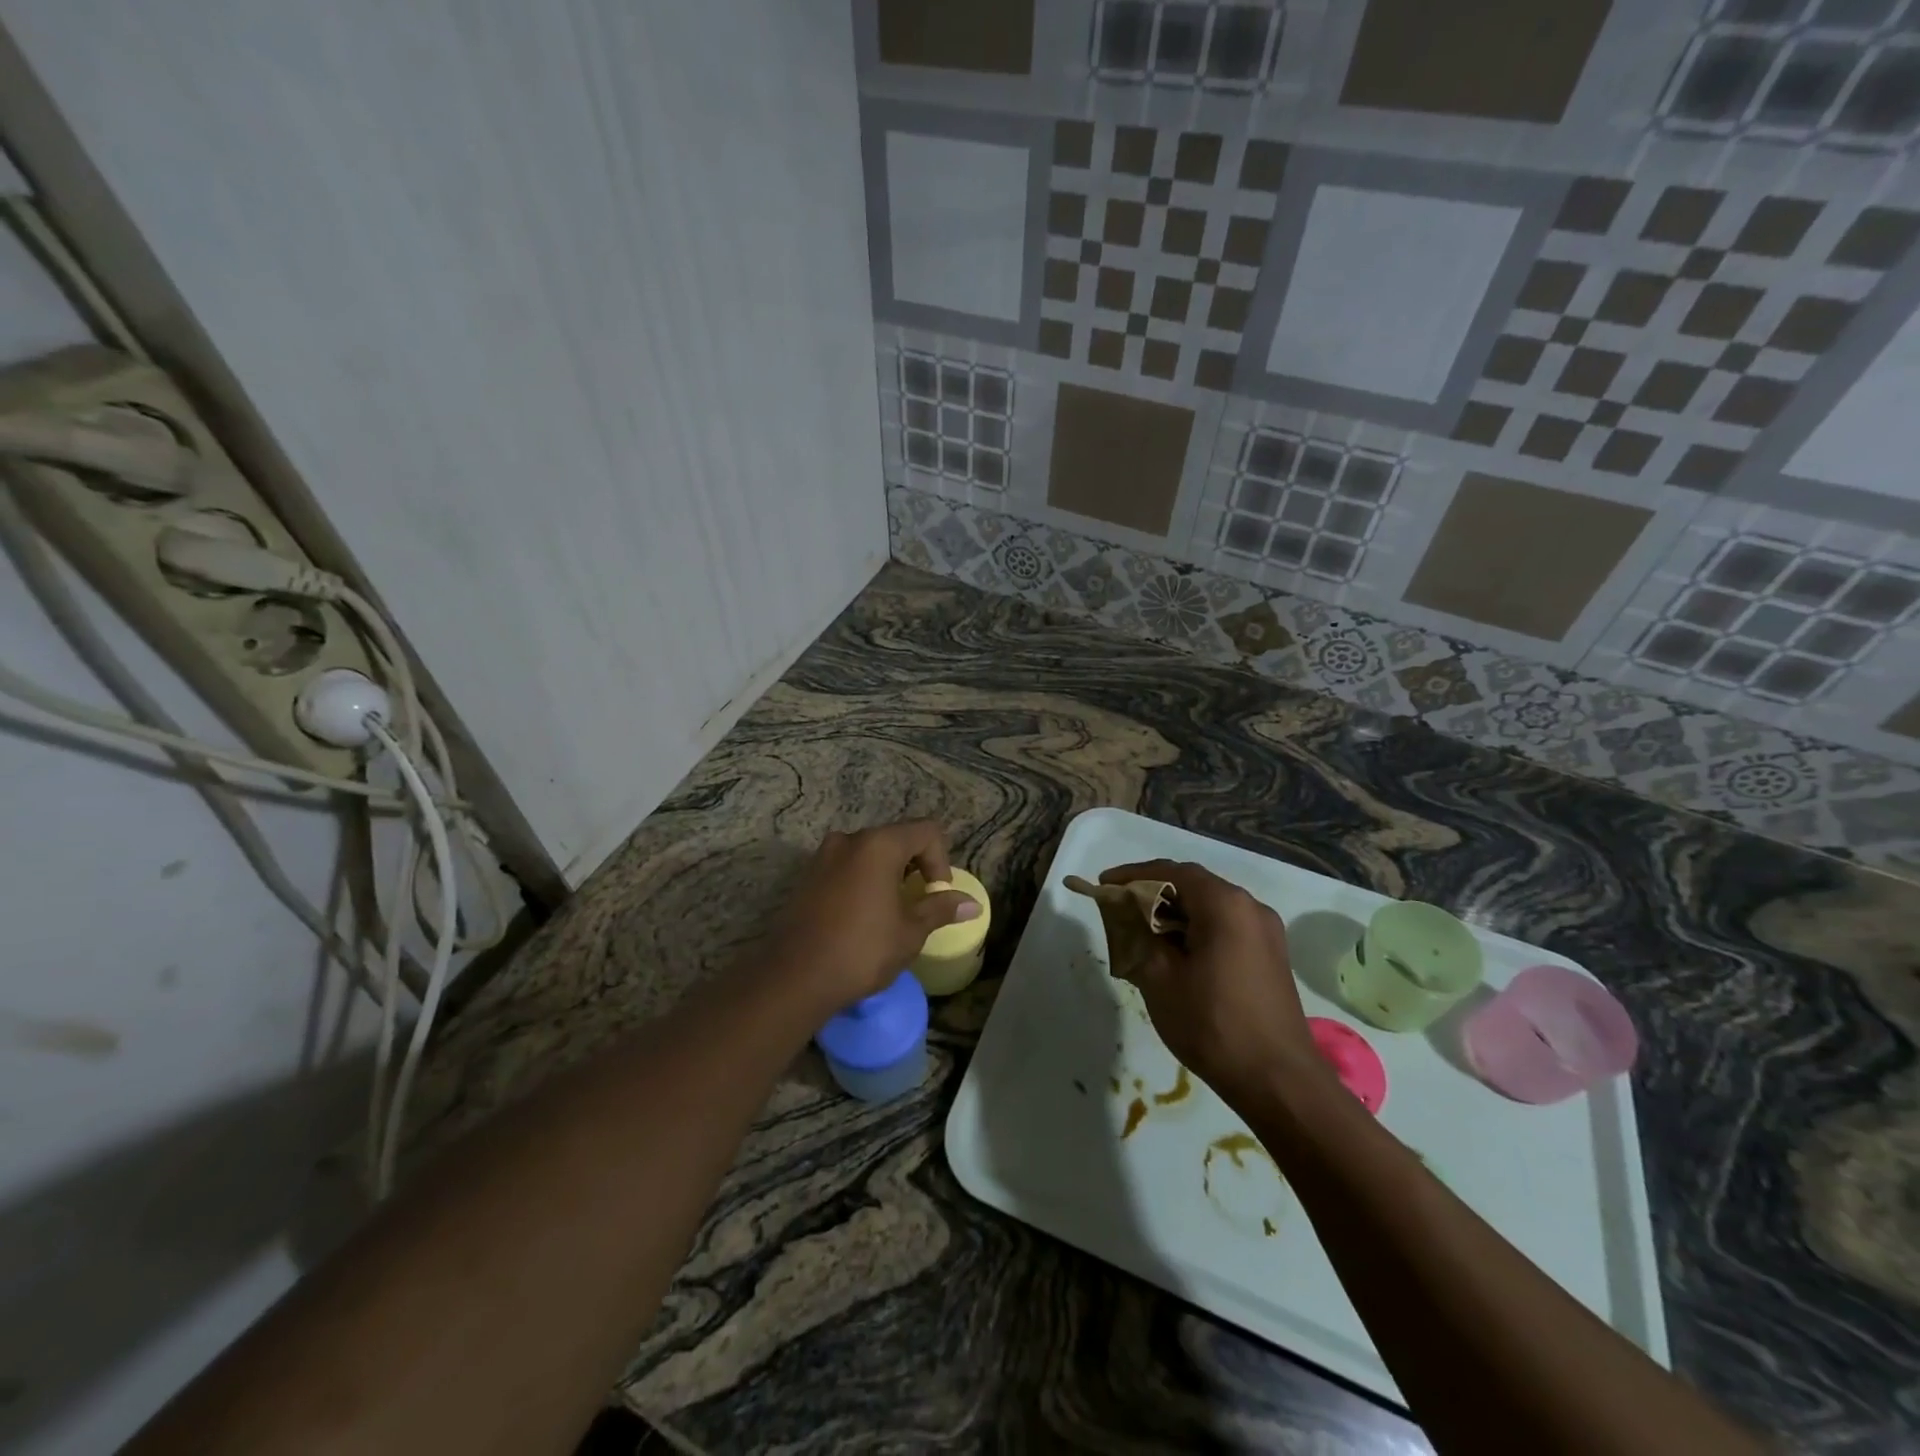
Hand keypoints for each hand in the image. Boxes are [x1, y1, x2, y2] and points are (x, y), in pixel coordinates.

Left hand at [769, 822, 977, 1013]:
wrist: (795, 978)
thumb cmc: (862, 950)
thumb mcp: (910, 931)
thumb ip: (940, 909)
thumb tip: (973, 904)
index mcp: (879, 845)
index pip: (926, 831)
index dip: (941, 859)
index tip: (936, 893)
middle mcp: (849, 840)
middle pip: (897, 837)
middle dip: (915, 865)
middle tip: (919, 901)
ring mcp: (823, 856)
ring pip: (869, 852)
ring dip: (889, 873)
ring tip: (892, 910)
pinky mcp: (808, 876)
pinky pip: (847, 866)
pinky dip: (864, 879)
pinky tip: (863, 915)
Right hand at [1098, 859, 1321, 1104]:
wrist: (1278, 1081)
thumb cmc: (1213, 1023)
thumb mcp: (1159, 978)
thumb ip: (1137, 935)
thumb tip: (1125, 915)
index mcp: (1225, 904)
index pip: (1171, 871)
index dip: (1133, 875)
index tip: (1103, 885)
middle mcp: (1250, 907)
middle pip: (1193, 885)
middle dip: (1152, 893)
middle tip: (1118, 908)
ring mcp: (1266, 932)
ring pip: (1210, 907)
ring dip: (1174, 913)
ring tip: (1141, 933)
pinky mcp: (1270, 956)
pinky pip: (1225, 927)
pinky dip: (1195, 929)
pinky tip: (1175, 954)